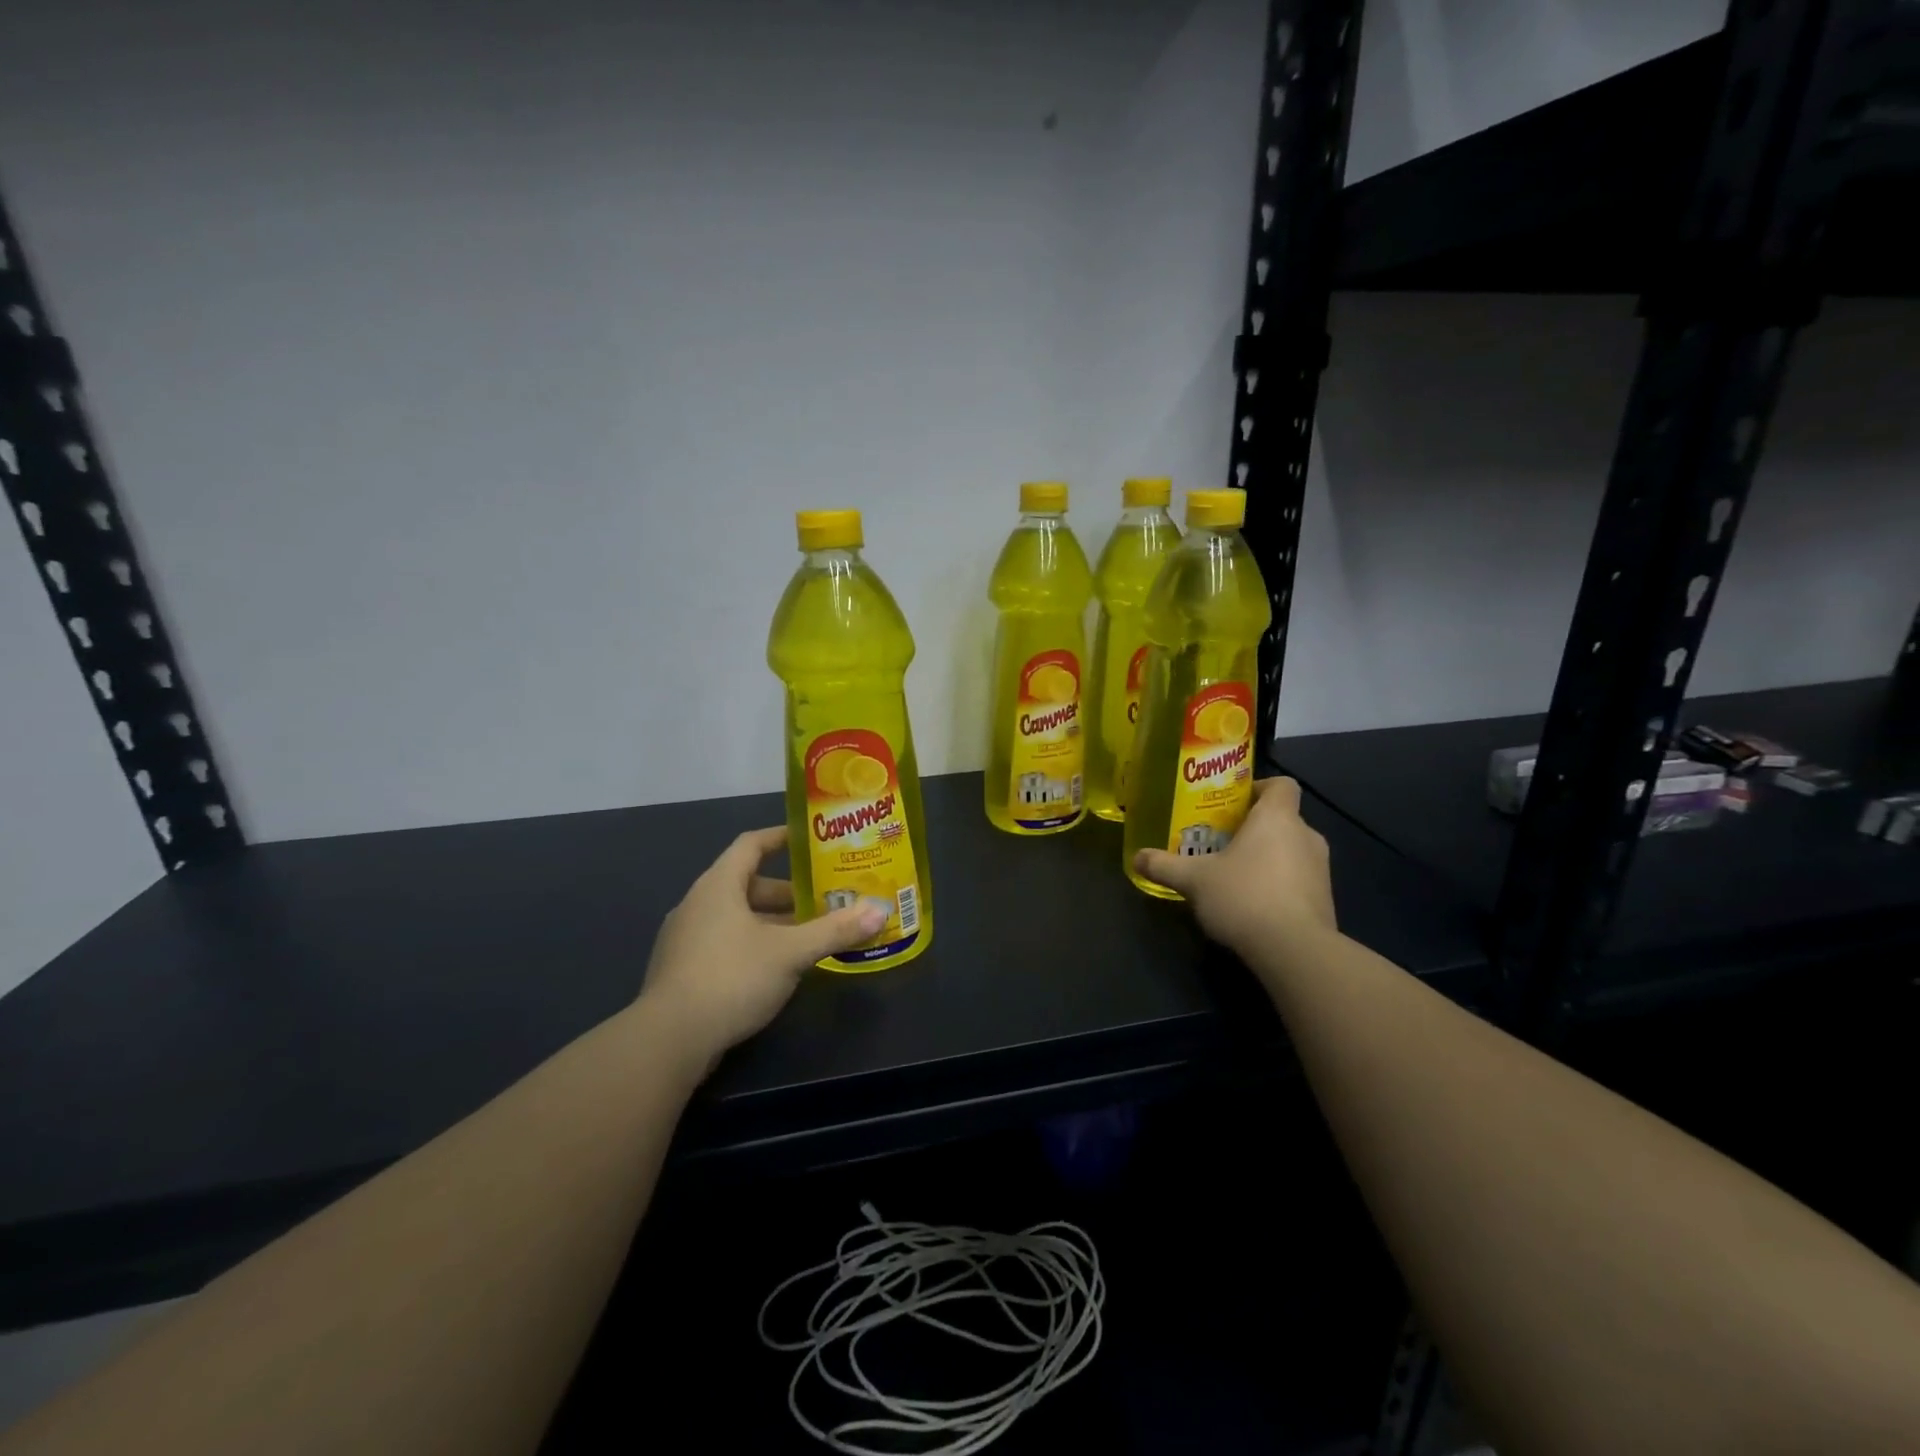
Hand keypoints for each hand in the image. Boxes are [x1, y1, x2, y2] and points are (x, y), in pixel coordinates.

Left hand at [638, 827, 885, 1069]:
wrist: (668, 1040)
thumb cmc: (731, 978)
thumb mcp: (791, 952)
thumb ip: (834, 931)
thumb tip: (879, 911)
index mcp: (718, 885)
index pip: (751, 845)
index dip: (781, 838)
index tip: (810, 840)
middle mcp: (698, 904)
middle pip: (747, 884)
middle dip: (787, 892)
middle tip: (823, 899)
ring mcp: (685, 938)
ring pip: (737, 917)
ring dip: (772, 922)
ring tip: (808, 934)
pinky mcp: (683, 970)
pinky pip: (725, 942)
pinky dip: (754, 944)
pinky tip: (778, 968)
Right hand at [1132, 777, 1336, 965]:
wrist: (1295, 950)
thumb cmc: (1244, 896)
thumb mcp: (1194, 880)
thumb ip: (1165, 865)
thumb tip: (1137, 857)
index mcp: (1277, 818)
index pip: (1282, 785)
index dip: (1260, 789)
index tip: (1234, 804)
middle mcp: (1306, 836)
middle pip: (1283, 819)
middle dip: (1254, 829)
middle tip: (1222, 842)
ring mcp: (1321, 869)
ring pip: (1292, 851)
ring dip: (1268, 858)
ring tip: (1234, 876)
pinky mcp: (1325, 900)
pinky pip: (1299, 880)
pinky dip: (1280, 885)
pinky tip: (1253, 906)